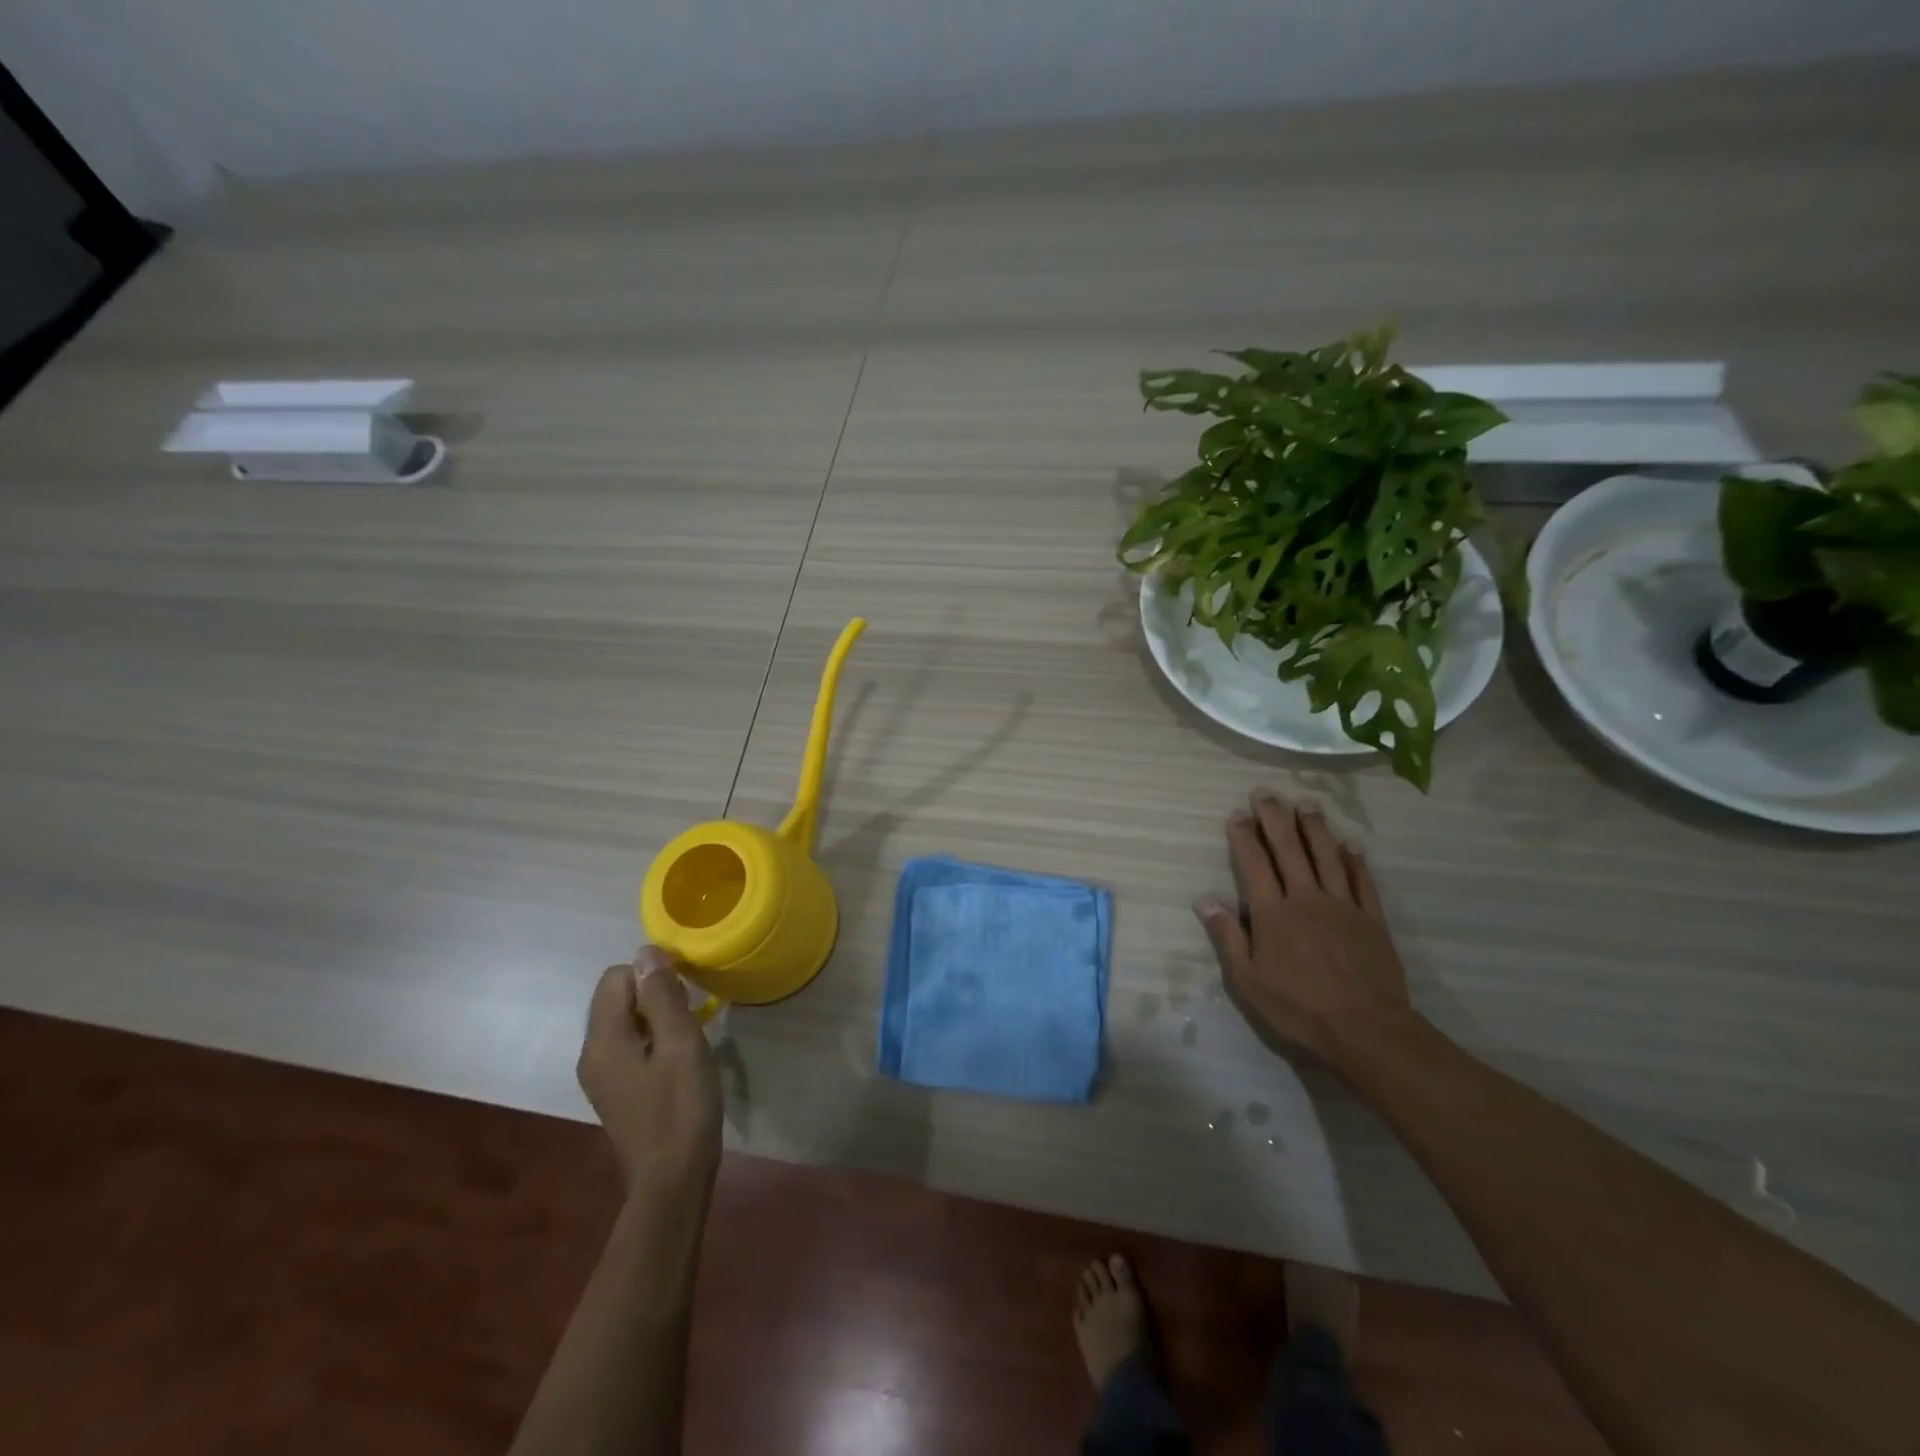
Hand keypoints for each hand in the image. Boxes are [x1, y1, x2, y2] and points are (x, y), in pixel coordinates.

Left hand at [577, 947, 721, 1205]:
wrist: (672, 1180)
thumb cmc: (681, 1107)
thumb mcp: (681, 1044)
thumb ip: (661, 996)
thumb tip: (646, 952)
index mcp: (603, 1040)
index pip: (617, 977)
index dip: (652, 973)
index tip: (685, 991)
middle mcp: (592, 1053)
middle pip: (616, 996)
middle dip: (653, 993)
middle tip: (690, 1013)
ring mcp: (601, 1074)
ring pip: (625, 1019)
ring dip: (656, 1015)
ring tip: (688, 1035)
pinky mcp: (615, 1089)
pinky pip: (629, 1043)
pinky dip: (652, 1038)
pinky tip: (678, 1058)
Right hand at [1194, 788, 1412, 1064]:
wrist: (1365, 1028)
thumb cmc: (1298, 1006)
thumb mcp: (1248, 979)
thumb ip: (1227, 936)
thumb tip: (1203, 900)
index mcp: (1273, 912)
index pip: (1254, 863)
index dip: (1244, 836)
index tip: (1237, 814)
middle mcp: (1306, 897)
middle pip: (1289, 848)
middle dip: (1275, 818)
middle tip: (1265, 792)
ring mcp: (1342, 905)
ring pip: (1327, 856)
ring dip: (1314, 827)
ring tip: (1305, 804)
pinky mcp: (1372, 919)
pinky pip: (1362, 881)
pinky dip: (1354, 860)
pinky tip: (1349, 845)